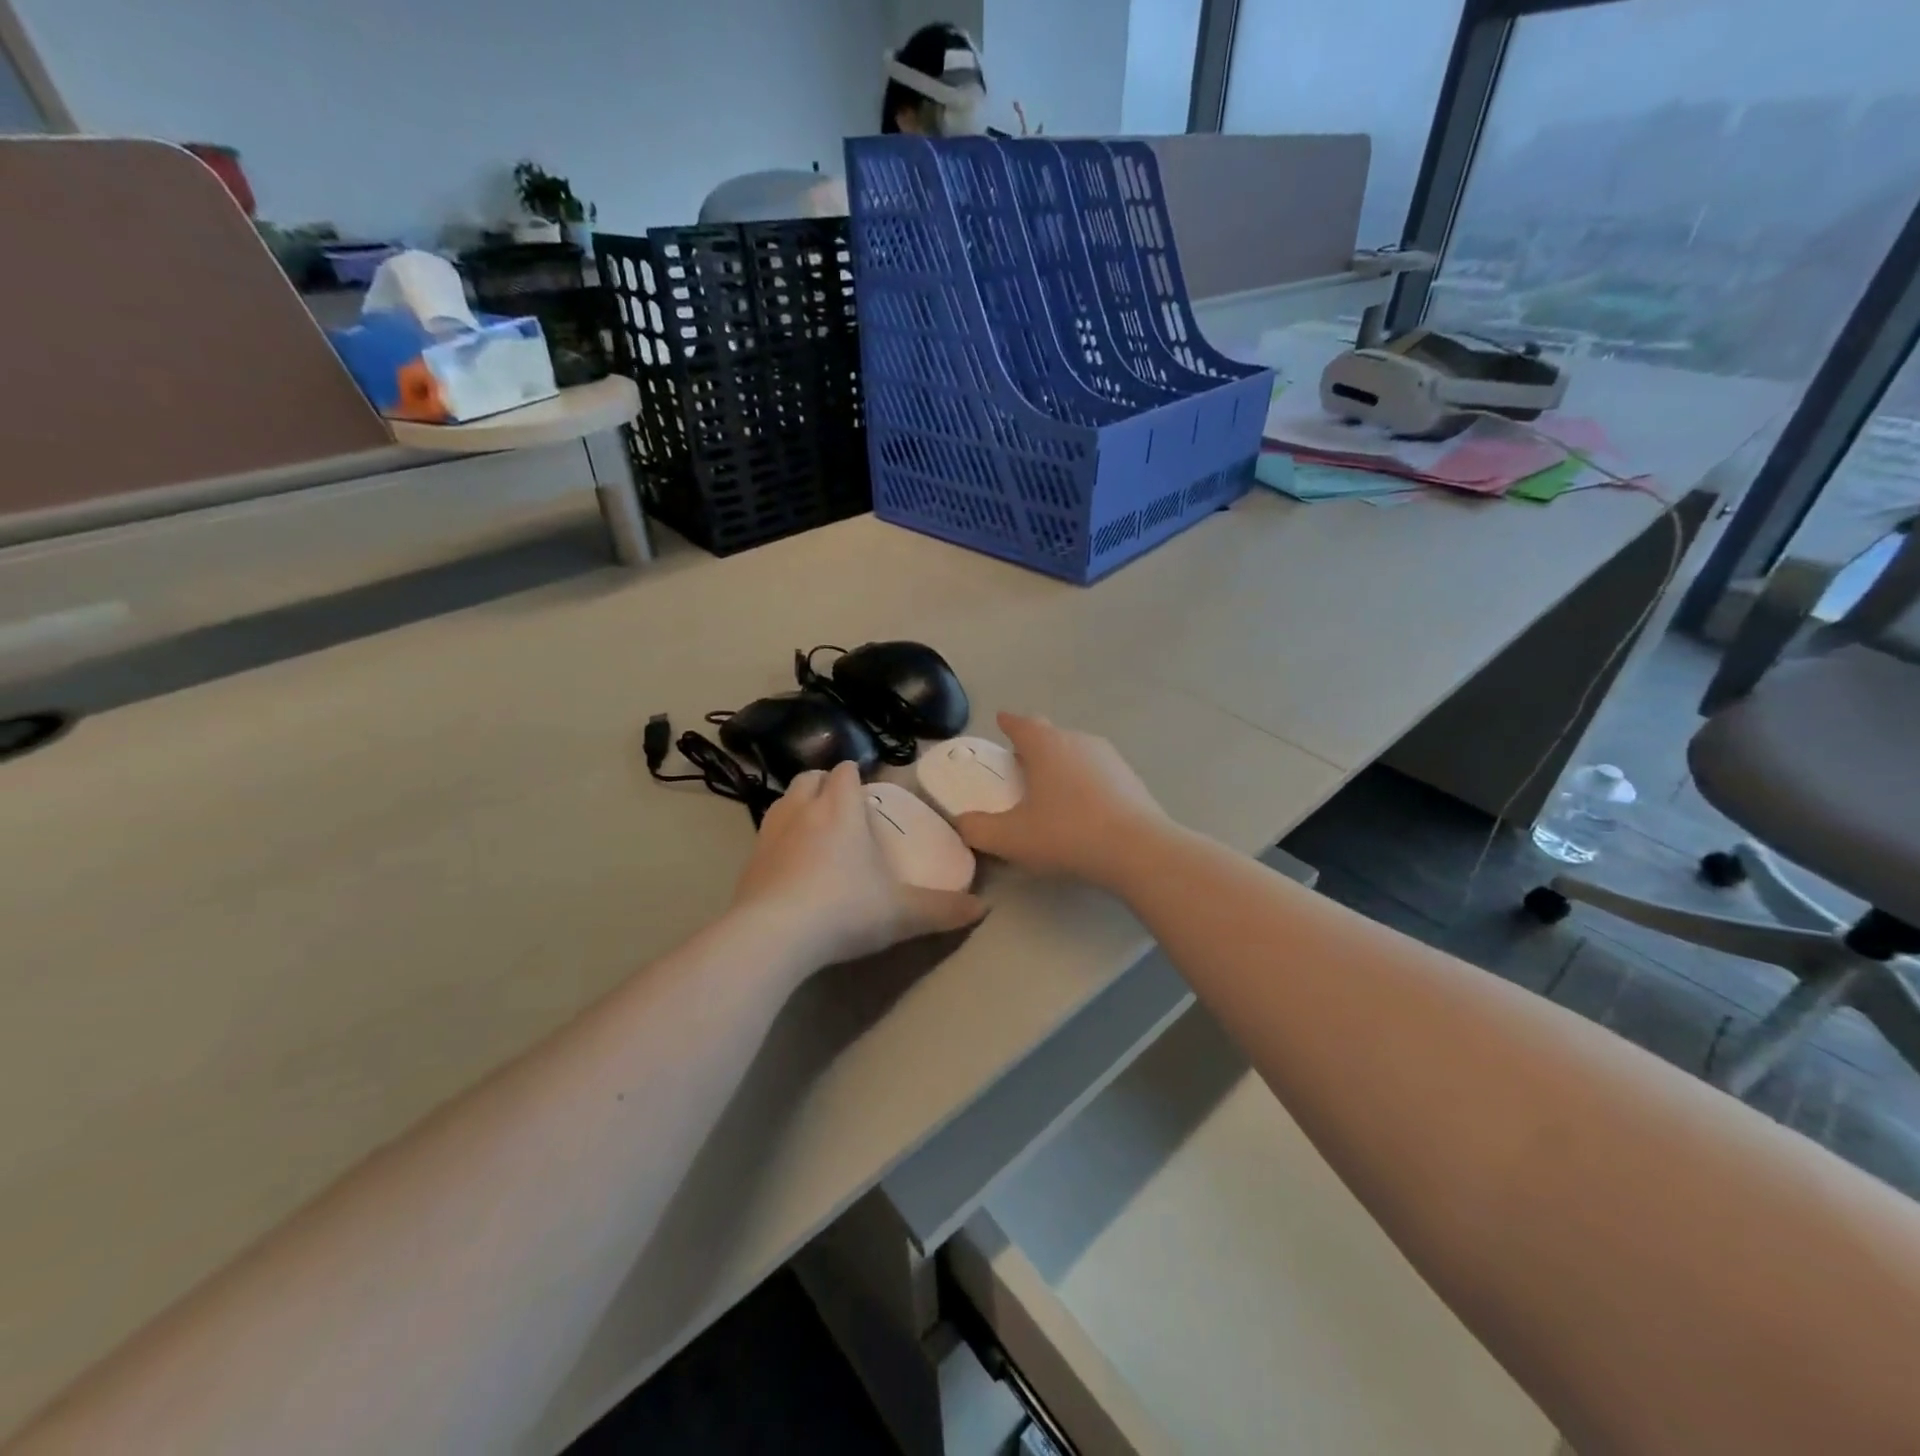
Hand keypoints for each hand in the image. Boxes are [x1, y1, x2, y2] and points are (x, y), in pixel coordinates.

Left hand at [732, 760, 985, 969]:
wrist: (773, 937)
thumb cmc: (844, 910)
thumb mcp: (902, 914)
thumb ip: (943, 909)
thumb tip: (984, 908)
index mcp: (841, 810)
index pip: (844, 772)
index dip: (853, 774)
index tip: (864, 786)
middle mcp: (803, 810)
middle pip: (809, 777)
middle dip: (824, 783)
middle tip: (840, 804)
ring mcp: (770, 833)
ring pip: (783, 800)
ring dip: (798, 804)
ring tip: (813, 827)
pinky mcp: (749, 860)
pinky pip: (765, 833)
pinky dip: (779, 836)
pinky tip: (789, 862)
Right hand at [955, 713, 1169, 889]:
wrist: (1138, 850)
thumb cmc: (1067, 834)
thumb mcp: (1011, 838)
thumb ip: (978, 829)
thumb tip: (961, 822)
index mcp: (1046, 745)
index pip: (1021, 724)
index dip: (1008, 723)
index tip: (1001, 720)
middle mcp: (1078, 741)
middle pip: (1050, 734)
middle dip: (1033, 743)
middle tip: (1019, 761)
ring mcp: (1109, 758)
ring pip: (1076, 751)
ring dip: (1060, 762)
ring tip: (1049, 786)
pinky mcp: (1130, 778)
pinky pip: (1097, 771)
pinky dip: (1083, 780)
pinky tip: (1082, 806)